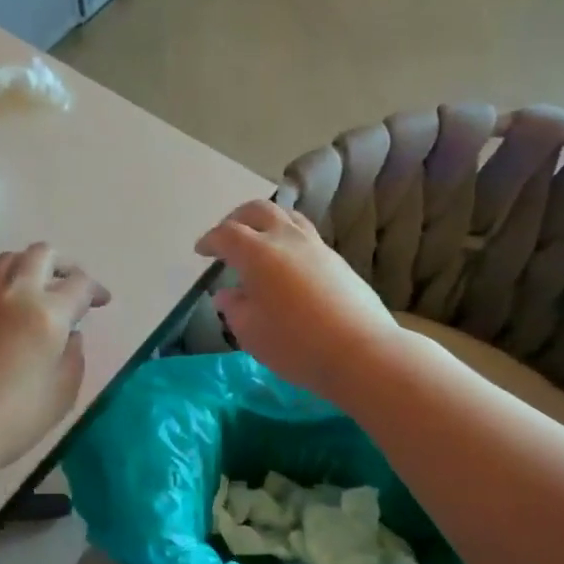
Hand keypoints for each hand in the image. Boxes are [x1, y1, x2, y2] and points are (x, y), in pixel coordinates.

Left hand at [0, 244, 110, 472]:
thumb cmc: (16, 417)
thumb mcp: (64, 392)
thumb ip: (74, 355)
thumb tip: (70, 334)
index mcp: (48, 313)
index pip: (79, 284)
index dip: (96, 290)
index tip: (101, 302)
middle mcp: (15, 295)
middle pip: (41, 254)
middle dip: (63, 264)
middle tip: (71, 286)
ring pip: (8, 260)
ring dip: (29, 267)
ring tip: (37, 291)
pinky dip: (1, 290)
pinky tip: (4, 315)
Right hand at [195, 200, 402, 403]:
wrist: (361, 352)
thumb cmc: (295, 344)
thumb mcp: (251, 332)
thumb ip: (234, 308)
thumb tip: (227, 294)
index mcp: (258, 253)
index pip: (227, 234)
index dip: (211, 240)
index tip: (202, 251)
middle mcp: (286, 239)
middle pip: (258, 210)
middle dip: (237, 219)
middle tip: (226, 237)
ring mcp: (316, 247)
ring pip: (287, 217)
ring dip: (267, 222)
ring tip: (259, 241)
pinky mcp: (337, 260)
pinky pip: (306, 235)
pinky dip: (287, 238)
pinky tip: (286, 263)